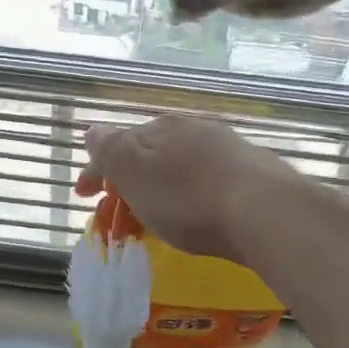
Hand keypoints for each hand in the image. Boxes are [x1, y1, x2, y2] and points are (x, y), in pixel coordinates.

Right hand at [76, 114, 298, 263]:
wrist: (266, 213)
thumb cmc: (189, 197)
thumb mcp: (135, 173)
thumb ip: (110, 150)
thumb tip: (93, 130)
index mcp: (161, 128)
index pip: (117, 145)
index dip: (96, 171)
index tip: (82, 197)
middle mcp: (194, 130)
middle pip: (149, 156)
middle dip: (127, 183)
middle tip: (116, 216)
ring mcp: (227, 150)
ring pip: (178, 169)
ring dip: (158, 191)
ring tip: (152, 220)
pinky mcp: (253, 174)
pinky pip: (206, 183)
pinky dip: (189, 198)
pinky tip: (195, 215)